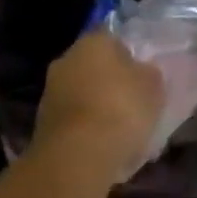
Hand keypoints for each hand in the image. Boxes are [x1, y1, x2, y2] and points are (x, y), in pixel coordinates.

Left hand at [36, 30, 164, 177]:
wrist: (77, 157)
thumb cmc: (120, 110)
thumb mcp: (153, 88)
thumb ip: (148, 74)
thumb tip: (142, 72)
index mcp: (93, 41)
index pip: (114, 40)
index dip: (130, 59)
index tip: (143, 79)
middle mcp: (67, 59)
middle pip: (95, 67)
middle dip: (111, 84)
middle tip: (133, 106)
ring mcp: (51, 92)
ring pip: (83, 95)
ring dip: (98, 109)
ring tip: (121, 134)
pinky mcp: (43, 124)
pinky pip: (73, 122)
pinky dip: (86, 131)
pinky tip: (103, 149)